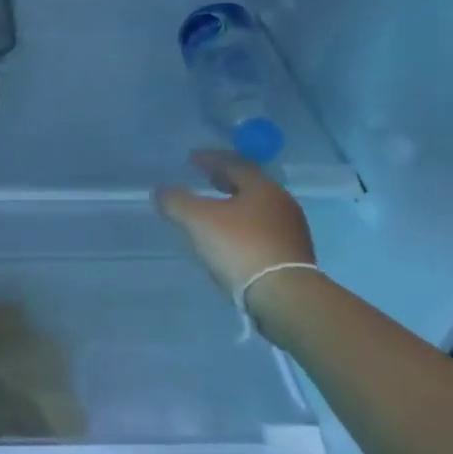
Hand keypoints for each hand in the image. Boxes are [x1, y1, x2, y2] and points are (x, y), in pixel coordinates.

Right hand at [154, 151, 315, 293]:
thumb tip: (162, 191)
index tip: (191, 158)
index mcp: (262, 187)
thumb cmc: (240, 247)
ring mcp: (290, 230)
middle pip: (249, 185)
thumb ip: (177, 201)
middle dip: (225, 180)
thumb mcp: (198, 220)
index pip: (234, 163)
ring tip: (214, 210)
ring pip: (256, 209)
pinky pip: (261, 231)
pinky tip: (230, 238)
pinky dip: (242, 227)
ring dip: (235, 205)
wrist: (283, 295)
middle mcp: (281, 203)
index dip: (210, 159)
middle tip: (205, 179)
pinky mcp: (291, 256)